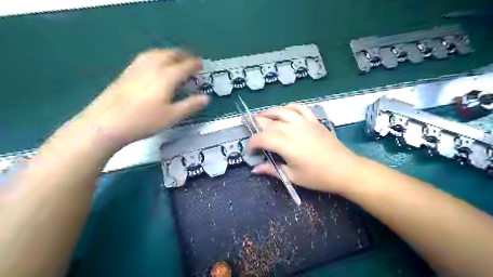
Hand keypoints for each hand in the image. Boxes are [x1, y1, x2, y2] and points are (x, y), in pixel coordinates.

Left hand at [76, 47, 207, 146]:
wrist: (107, 122)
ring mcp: (138, 67)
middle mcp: (153, 66)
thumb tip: (206, 98)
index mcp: (167, 76)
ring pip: (157, 53)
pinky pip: (146, 56)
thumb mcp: (172, 116)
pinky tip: (155, 64)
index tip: (202, 65)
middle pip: (171, 54)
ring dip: (170, 53)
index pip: (185, 66)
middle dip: (184, 55)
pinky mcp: (127, 71)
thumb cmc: (144, 120)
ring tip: (176, 60)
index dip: (196, 64)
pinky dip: (157, 56)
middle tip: (191, 61)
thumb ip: (190, 105)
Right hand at [251, 103, 360, 192]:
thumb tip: (254, 169)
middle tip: (251, 130)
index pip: (261, 138)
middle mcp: (292, 129)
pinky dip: (289, 107)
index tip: (250, 151)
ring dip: (269, 112)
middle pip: (269, 122)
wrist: (344, 170)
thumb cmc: (317, 176)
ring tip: (262, 116)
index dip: (252, 143)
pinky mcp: (314, 120)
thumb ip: (272, 170)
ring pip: (282, 111)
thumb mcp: (292, 176)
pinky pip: (299, 108)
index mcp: (285, 144)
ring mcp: (304, 122)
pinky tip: (284, 111)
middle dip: (256, 126)